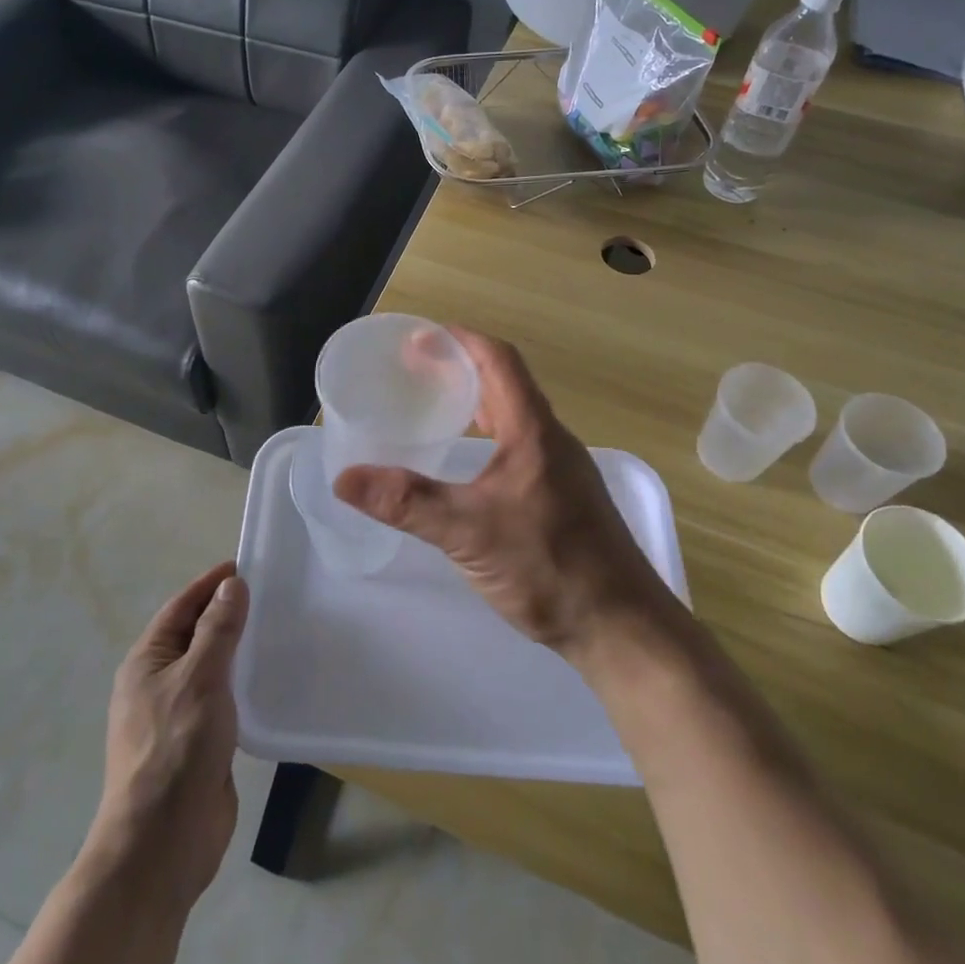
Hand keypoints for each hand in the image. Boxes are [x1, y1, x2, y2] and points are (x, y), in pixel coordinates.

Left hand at [86, 563, 247, 908]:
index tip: (245, 566)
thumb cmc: (175, 749)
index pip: (181, 607)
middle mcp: (158, 683)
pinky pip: (223, 699)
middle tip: (272, 595)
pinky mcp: (199, 743)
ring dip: (238, 650)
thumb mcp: (200, 679)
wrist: (161, 844)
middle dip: (228, 614)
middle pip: (196, 635)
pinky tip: (270, 680)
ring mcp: (178, 715)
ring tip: (278, 631)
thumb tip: (231, 585)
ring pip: (211, 668)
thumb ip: (218, 630)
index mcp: (147, 661)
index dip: (210, 584)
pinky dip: (243, 683)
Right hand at [333, 329, 673, 654]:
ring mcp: (561, 468)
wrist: (620, 626)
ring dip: (477, 400)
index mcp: (533, 430)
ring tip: (435, 405)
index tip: (421, 338)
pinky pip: (520, 443)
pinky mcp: (562, 495)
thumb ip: (407, 503)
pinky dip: (488, 434)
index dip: (462, 340)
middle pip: (506, 382)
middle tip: (417, 371)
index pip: (500, 360)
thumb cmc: (549, 566)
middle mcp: (551, 439)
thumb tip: (345, 478)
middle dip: (462, 367)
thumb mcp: (468, 532)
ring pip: (514, 415)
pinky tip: (468, 462)